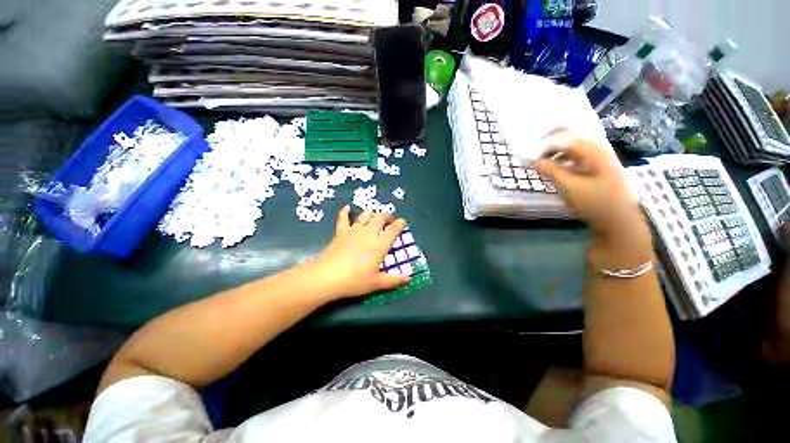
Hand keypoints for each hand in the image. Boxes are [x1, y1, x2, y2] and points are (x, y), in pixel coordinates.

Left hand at [310, 205, 409, 299]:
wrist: (327, 277)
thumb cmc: (354, 281)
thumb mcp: (376, 283)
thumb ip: (394, 280)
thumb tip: (409, 279)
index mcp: (379, 245)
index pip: (393, 230)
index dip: (399, 224)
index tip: (402, 221)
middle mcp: (369, 234)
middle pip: (380, 218)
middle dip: (387, 216)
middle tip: (389, 220)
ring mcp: (354, 231)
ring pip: (365, 216)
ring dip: (372, 214)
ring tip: (375, 216)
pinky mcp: (341, 232)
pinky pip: (343, 218)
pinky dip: (346, 212)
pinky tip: (347, 208)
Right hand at [535, 132, 646, 241]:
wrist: (619, 219)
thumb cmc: (595, 202)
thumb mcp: (570, 187)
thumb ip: (551, 171)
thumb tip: (535, 161)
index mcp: (593, 150)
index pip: (565, 136)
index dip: (546, 142)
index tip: (531, 154)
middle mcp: (597, 149)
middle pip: (571, 137)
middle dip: (550, 143)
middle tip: (535, 154)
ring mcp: (599, 157)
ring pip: (573, 146)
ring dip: (556, 152)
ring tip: (543, 163)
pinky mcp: (598, 166)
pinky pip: (577, 156)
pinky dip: (563, 159)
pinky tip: (557, 168)